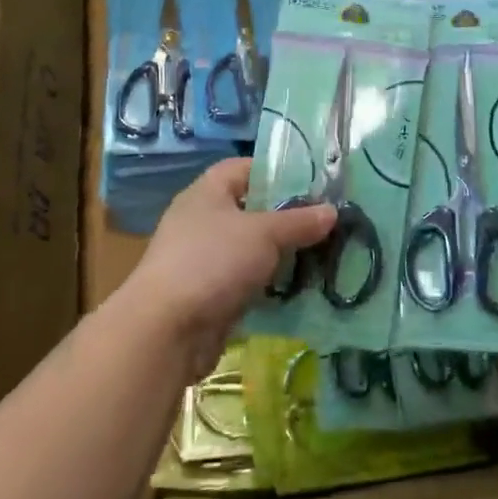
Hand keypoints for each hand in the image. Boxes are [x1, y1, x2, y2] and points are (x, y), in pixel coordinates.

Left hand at [125, 158, 335, 377]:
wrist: (166, 330)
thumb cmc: (213, 262)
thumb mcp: (265, 234)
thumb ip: (299, 221)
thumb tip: (332, 211)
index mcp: (208, 192)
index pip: (244, 168)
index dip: (277, 171)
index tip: (312, 184)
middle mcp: (202, 219)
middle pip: (251, 209)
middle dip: (286, 217)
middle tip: (323, 224)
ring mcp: (202, 259)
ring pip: (250, 248)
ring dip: (280, 255)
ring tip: (319, 257)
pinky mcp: (207, 295)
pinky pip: (245, 281)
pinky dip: (268, 285)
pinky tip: (298, 290)